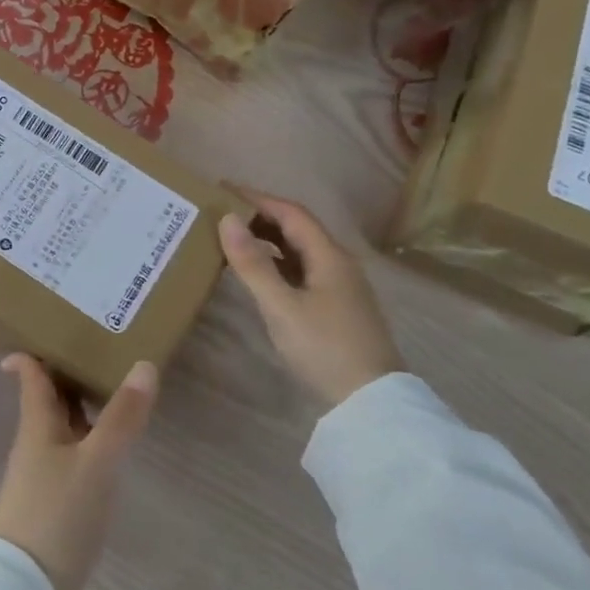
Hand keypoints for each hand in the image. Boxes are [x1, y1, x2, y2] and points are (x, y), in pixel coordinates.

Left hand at [0, 355, 157, 589]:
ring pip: (61, 429)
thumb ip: (122, 418)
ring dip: (82, 409)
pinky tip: (111, 451)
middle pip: (48, 400)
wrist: (26, 589)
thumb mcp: (97, 463)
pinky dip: (88, 442)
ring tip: (116, 395)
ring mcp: (41, 476)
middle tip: (101, 353)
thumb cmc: (58, 513)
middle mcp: (35, 444)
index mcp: (37, 425)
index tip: (49, 331)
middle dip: (68, 376)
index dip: (31, 353)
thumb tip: (144, 364)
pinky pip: (70, 458)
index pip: (30, 377)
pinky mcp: (52, 505)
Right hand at [218, 190, 402, 409]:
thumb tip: (226, 220)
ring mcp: (339, 286)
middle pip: (297, 228)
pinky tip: (257, 274)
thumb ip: (252, 264)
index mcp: (329, 255)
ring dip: (267, 240)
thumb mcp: (281, 306)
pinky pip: (301, 270)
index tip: (221, 189)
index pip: (290, 212)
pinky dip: (275, 263)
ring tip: (231, 239)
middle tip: (220, 214)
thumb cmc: (324, 347)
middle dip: (260, 216)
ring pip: (299, 250)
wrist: (370, 400)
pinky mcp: (335, 307)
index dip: (256, 197)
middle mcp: (337, 263)